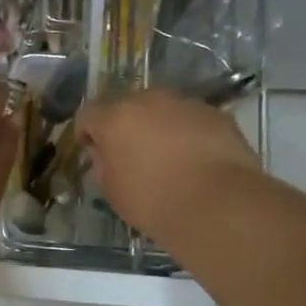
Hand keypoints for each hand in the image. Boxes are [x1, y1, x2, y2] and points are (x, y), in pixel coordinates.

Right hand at [78, 90, 262, 242]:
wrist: (218, 204)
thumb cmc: (154, 202)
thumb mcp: (113, 191)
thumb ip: (104, 164)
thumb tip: (106, 153)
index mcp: (116, 119)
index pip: (88, 114)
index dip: (87, 131)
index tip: (91, 148)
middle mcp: (148, 101)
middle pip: (128, 106)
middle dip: (126, 125)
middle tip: (132, 153)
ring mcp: (185, 104)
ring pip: (163, 110)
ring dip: (160, 126)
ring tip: (169, 156)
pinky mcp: (216, 114)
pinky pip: (192, 119)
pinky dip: (189, 133)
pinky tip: (197, 159)